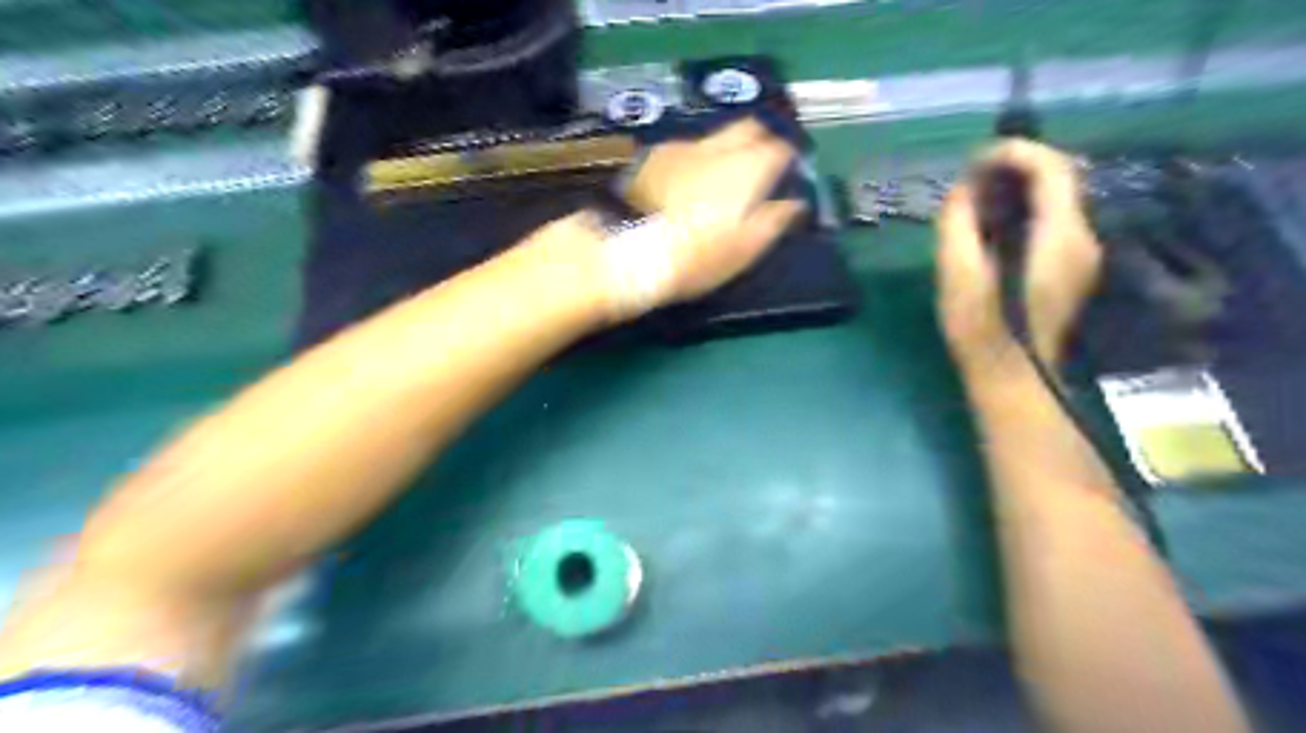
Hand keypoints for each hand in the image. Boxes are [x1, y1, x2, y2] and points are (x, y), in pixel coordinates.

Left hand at [616, 117, 807, 305]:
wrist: (633, 252)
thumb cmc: (699, 255)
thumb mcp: (746, 247)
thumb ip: (775, 220)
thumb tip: (796, 203)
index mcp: (748, 167)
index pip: (780, 147)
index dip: (787, 159)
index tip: (787, 175)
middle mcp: (718, 146)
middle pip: (749, 127)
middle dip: (760, 140)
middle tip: (759, 166)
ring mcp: (683, 147)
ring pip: (715, 137)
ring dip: (725, 150)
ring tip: (719, 179)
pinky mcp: (655, 157)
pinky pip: (686, 149)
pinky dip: (695, 160)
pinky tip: (686, 183)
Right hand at [933, 139, 1105, 378]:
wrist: (1012, 377)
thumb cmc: (981, 330)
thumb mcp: (958, 276)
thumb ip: (959, 226)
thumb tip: (962, 188)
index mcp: (1060, 236)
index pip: (1052, 168)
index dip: (1015, 152)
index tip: (974, 160)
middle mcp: (1082, 237)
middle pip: (1060, 178)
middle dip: (1016, 166)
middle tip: (971, 176)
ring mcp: (1082, 254)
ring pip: (1058, 198)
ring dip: (1019, 186)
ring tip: (976, 196)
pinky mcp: (1071, 267)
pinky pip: (1053, 219)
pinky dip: (1024, 207)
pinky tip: (993, 223)